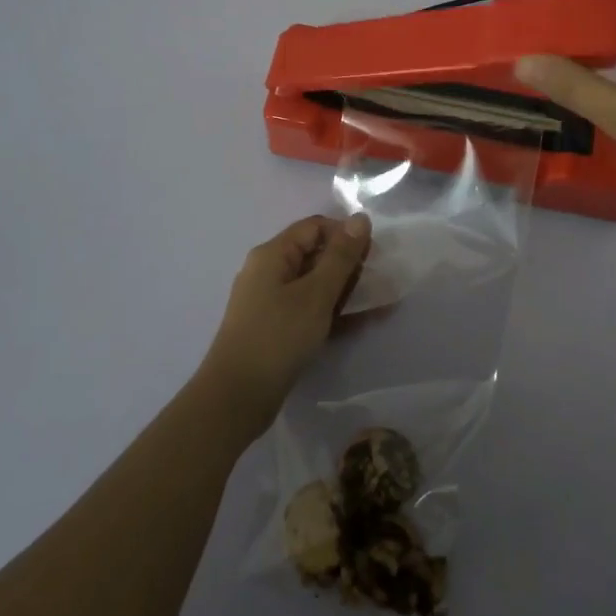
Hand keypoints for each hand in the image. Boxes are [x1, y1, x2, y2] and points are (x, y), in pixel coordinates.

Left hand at [198, 214, 371, 432]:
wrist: (236, 398)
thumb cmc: (277, 337)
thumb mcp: (316, 294)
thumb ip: (341, 256)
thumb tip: (360, 218)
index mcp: (272, 254)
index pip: (315, 227)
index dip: (345, 234)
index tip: (374, 254)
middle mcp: (268, 272)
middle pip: (315, 254)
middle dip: (349, 265)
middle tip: (380, 282)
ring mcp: (269, 302)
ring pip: (315, 285)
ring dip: (346, 291)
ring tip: (380, 304)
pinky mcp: (274, 328)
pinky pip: (309, 309)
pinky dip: (333, 313)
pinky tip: (361, 324)